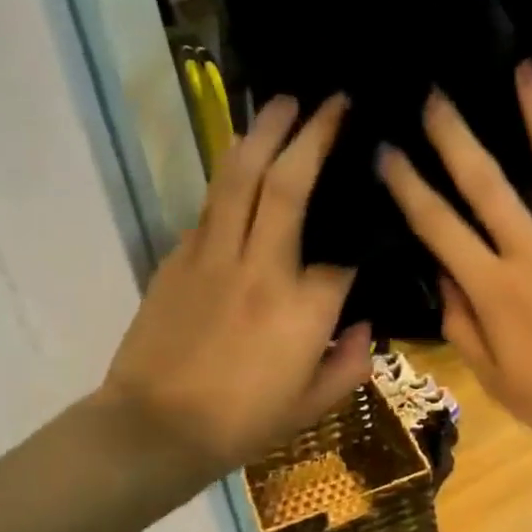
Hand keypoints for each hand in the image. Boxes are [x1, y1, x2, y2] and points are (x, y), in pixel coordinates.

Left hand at [96, 95, 369, 490]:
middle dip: (311, 136)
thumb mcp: (316, 403)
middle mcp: (261, 268)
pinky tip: (243, 157)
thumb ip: (352, 360)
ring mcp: (213, 257)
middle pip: (287, 186)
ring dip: (263, 134)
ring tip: (283, 102)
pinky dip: (232, 173)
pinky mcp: (179, 258)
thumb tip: (364, 324)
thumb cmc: (244, 422)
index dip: (365, 231)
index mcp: (304, 307)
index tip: (378, 211)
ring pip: (239, 179)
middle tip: (332, 102)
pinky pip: (211, 204)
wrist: (154, 430)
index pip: (346, 254)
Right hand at [378, 62, 531, 454]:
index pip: (439, 228)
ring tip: (527, 68)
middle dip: (456, 136)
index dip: (408, 187)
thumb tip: (438, 276)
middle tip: (436, 91)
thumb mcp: (495, 376)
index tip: (386, 149)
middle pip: (487, 185)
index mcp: (494, 290)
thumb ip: (462, 324)